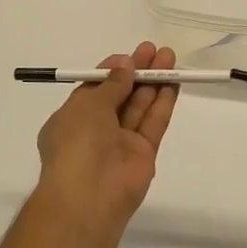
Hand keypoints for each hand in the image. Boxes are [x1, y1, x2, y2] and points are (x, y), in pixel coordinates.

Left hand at [34, 42, 178, 227]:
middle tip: (155, 50)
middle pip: (121, 94)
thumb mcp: (88, 105)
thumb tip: (125, 64)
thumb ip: (112, 84)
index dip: (113, 70)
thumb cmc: (77, 143)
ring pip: (140, 106)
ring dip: (154, 82)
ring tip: (170, 58)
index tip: (131, 55)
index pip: (96, 88)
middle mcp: (96, 129)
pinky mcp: (143, 154)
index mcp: (73, 118)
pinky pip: (154, 123)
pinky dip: (163, 103)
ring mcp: (121, 142)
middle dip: (137, 71)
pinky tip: (174, 82)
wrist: (88, 196)